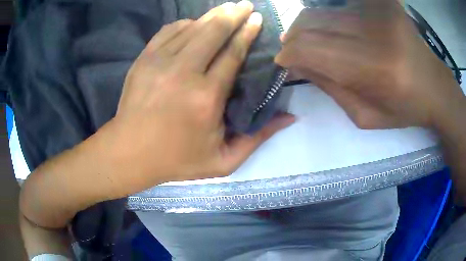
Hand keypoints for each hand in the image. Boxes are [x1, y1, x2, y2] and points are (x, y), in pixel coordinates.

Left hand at [112, 1, 294, 185]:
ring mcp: (159, 62)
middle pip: (213, 31)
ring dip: (212, 15)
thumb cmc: (177, 160)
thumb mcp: (223, 160)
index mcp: (207, 97)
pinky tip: (194, 23)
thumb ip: (258, 137)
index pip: (233, 53)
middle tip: (246, 5)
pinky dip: (185, 24)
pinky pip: (168, 31)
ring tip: (227, 9)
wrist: (130, 153)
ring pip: (191, 27)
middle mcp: (183, 72)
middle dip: (233, 14)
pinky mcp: (143, 60)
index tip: (257, 19)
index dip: (247, 33)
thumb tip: (290, 117)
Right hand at [275, 0, 464, 129]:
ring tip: (318, 42)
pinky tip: (340, 31)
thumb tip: (295, 64)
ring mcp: (379, 11)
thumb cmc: (403, 109)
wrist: (434, 86)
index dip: (288, 53)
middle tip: (295, 50)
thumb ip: (329, 87)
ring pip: (322, 11)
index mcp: (373, 68)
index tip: (284, 61)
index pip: (309, 48)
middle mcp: (374, 31)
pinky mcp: (382, 1)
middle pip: (311, 22)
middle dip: (294, 37)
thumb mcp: (364, 115)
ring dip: (311, 27)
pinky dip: (332, 18)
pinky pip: (342, 5)